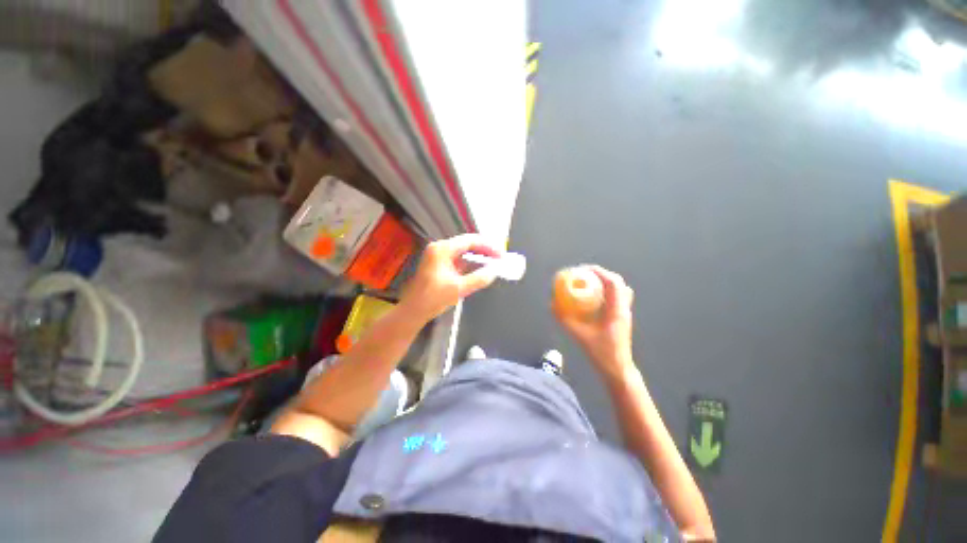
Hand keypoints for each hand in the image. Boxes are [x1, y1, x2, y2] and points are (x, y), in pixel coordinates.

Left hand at [400, 234, 502, 322]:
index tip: (501, 254)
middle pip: (467, 243)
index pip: (470, 240)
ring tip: (493, 262)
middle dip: (485, 250)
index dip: (488, 246)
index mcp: (442, 250)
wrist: (413, 311)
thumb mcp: (458, 289)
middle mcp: (440, 248)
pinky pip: (459, 259)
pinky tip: (480, 268)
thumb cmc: (432, 299)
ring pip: (464, 251)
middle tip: (500, 258)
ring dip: (478, 256)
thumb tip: (494, 271)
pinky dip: (471, 262)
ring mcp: (439, 255)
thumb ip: (479, 279)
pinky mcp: (440, 264)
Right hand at [554, 266, 635, 379]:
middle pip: (618, 282)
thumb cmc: (601, 354)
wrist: (618, 370)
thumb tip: (551, 305)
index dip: (598, 272)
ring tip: (589, 282)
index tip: (582, 269)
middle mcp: (623, 308)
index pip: (613, 283)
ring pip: (620, 289)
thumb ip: (565, 320)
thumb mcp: (579, 335)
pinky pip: (617, 297)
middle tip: (583, 274)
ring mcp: (625, 312)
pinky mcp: (622, 317)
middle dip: (600, 274)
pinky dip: (606, 291)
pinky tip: (594, 298)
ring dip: (605, 282)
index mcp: (616, 310)